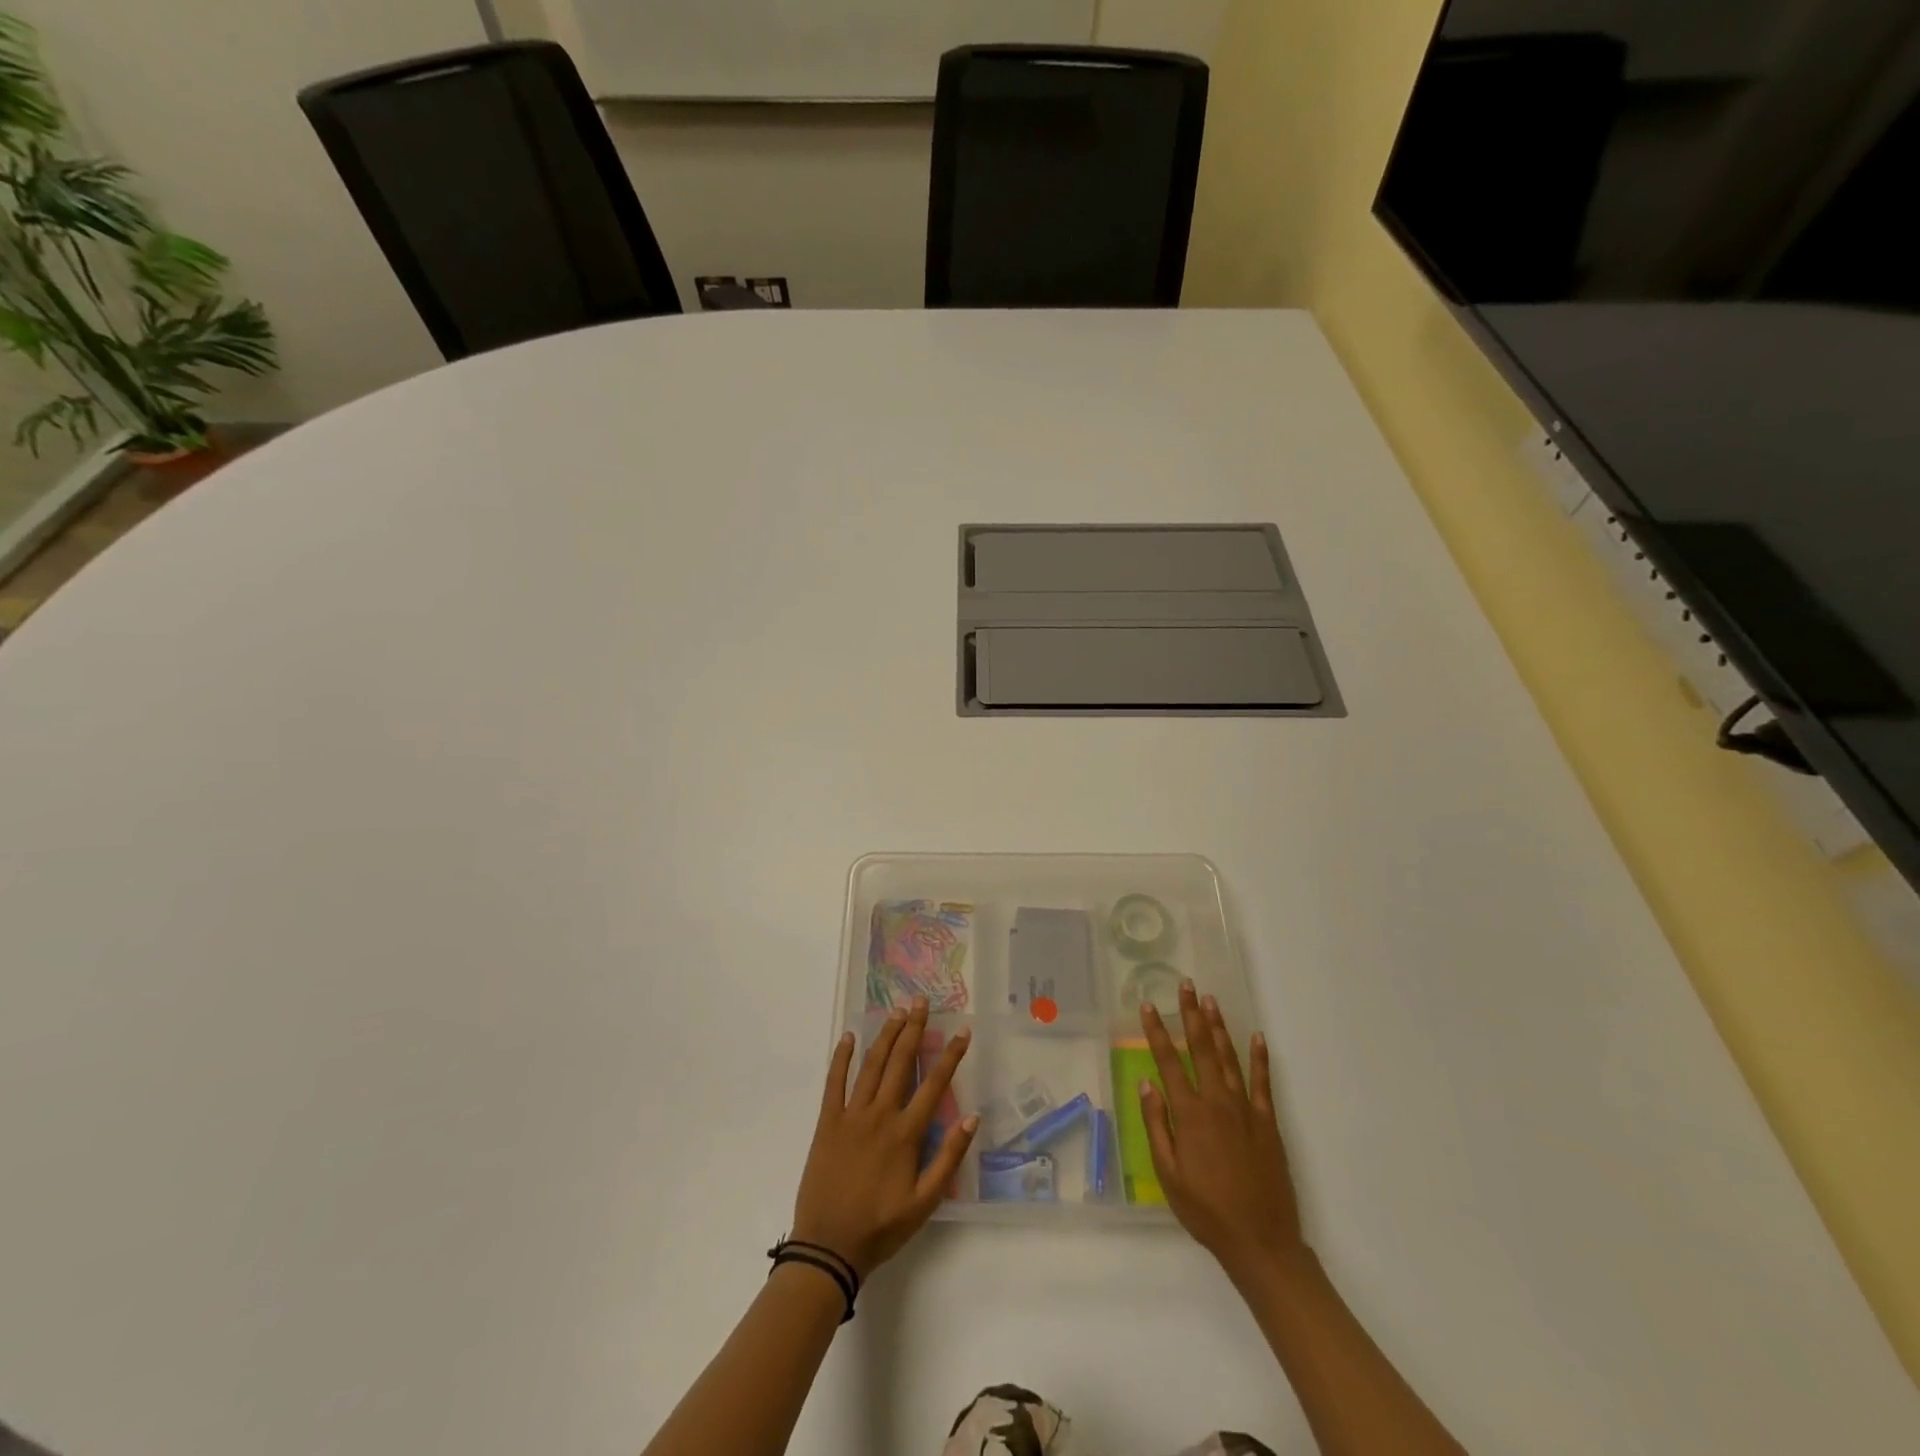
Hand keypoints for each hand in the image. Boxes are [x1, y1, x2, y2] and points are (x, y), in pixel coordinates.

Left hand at [792, 997, 977, 1278]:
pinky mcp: (827, 1122)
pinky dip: (842, 1058)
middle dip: (913, 1030)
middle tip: (921, 1002)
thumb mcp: (925, 1203)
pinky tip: (849, 1037)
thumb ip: (948, 1159)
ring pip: (871, 1066)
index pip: (933, 1085)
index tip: (962, 1032)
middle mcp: (879, 1115)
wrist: (828, 1247)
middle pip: (900, 1063)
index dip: (950, 1056)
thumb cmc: (881, 1227)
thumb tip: (971, 1118)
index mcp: (905, 1134)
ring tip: (897, 1012)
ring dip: (885, 1036)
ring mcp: (851, 1116)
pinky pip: (834, 1083)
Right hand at [1139, 981, 1305, 1282]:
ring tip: (1211, 1000)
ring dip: (1219, 1027)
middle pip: (1201, 1049)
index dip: (1157, 1032)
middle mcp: (1217, 1102)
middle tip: (1186, 985)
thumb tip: (1147, 1083)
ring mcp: (1246, 1110)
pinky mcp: (1268, 1122)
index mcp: (1190, 1115)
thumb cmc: (1206, 1211)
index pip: (1168, 1062)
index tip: (1149, 1006)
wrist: (1261, 1241)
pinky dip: (1259, 1058)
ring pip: (1229, 1058)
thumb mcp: (1168, 1175)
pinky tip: (1257, 1037)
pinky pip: (1263, 1082)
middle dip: (1191, 1015)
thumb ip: (1157, 1126)